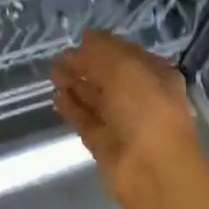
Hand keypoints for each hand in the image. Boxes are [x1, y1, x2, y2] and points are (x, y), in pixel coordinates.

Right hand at [51, 31, 206, 208]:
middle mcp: (141, 98)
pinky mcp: (105, 144)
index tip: (78, 40)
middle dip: (85, 66)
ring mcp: (123, 123)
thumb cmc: (146, 110)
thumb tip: (86, 38)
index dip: (103, 46)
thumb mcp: (126, 69)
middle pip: (109, 77)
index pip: (127, 55)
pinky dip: (72, 108)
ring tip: (52, 73)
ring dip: (75, 84)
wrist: (153, 170)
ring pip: (95, 99)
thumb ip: (102, 52)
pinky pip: (85, 121)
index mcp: (156, 76)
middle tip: (59, 58)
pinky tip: (55, 96)